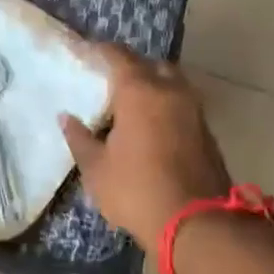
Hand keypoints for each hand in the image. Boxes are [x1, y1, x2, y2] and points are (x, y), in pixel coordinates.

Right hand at [60, 46, 231, 250]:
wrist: (198, 224)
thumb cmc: (137, 190)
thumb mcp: (96, 169)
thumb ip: (80, 138)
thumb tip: (67, 117)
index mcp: (140, 91)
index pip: (117, 55)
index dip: (98, 50)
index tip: (82, 51)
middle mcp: (171, 91)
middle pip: (150, 64)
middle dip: (131, 66)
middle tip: (108, 79)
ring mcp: (193, 110)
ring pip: (171, 83)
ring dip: (152, 85)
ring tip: (129, 103)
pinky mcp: (206, 131)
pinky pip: (181, 104)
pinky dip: (165, 105)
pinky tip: (150, 124)